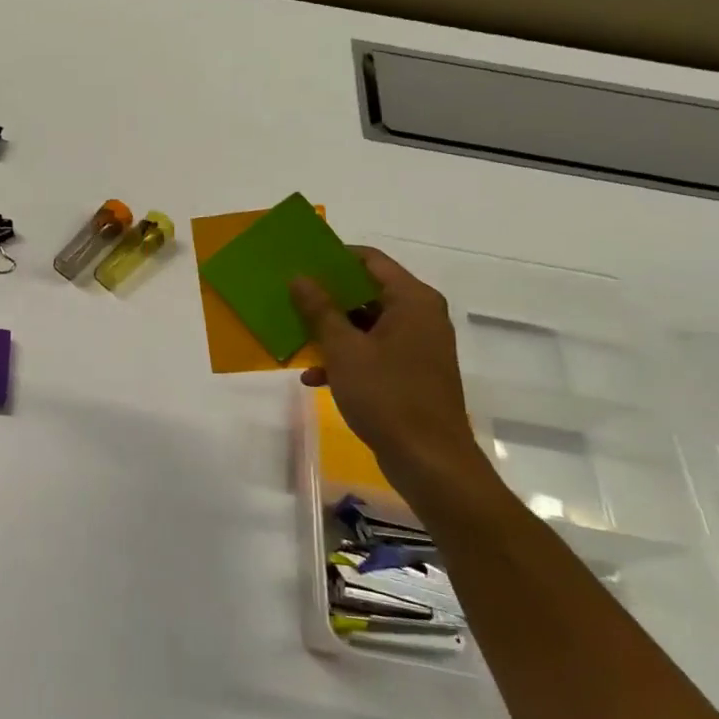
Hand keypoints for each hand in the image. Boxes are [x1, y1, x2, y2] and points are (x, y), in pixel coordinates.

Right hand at [291, 248, 494, 506]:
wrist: (429, 460)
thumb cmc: (387, 395)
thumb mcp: (344, 350)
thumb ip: (319, 310)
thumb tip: (299, 277)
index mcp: (412, 301)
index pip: (369, 260)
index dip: (333, 258)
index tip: (299, 263)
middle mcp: (420, 316)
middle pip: (366, 292)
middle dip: (326, 297)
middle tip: (289, 298)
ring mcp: (417, 346)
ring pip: (366, 324)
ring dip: (331, 331)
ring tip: (295, 338)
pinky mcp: (410, 373)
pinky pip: (373, 351)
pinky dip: (345, 358)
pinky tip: (314, 377)